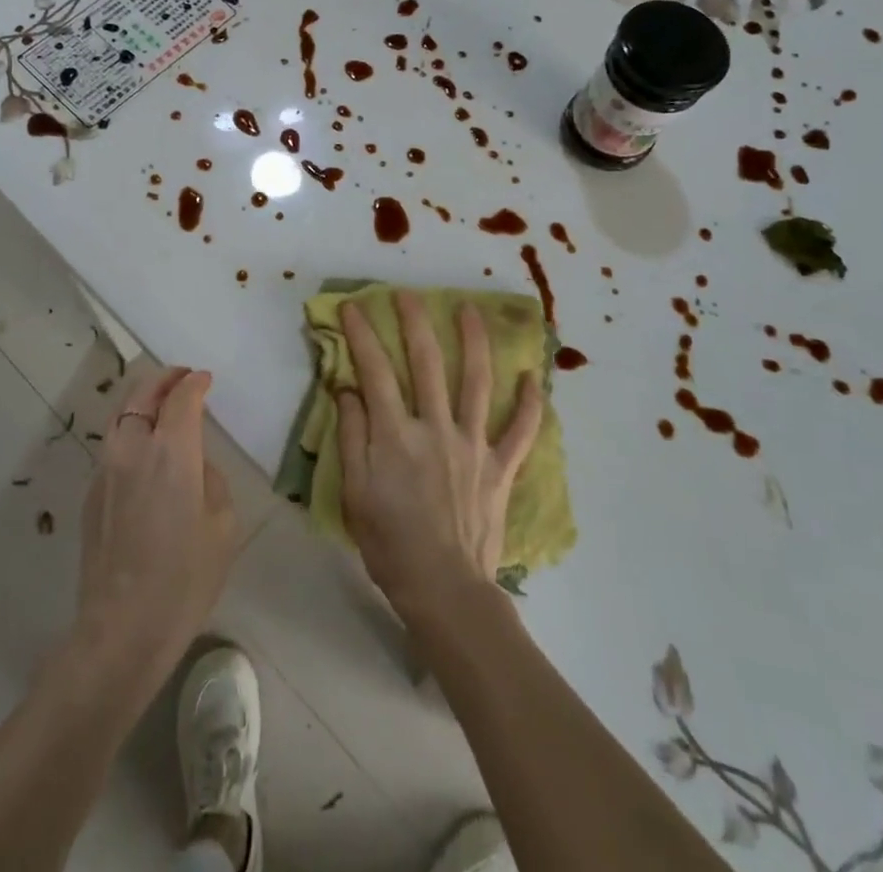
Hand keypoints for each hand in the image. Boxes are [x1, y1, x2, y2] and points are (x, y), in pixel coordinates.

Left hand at [74, 367, 237, 682]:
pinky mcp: (90, 494)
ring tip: (161, 406)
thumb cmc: (184, 577)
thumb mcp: (222, 524)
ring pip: (121, 416)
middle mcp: (133, 448)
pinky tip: (144, 451)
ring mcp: (105, 470)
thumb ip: (209, 479)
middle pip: (142, 394)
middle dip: (164, 379)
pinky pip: (113, 446)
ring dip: (142, 402)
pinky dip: (130, 432)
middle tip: (182, 378)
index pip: (181, 397)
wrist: (122, 628)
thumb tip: (193, 466)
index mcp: (171, 450)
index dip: (195, 383)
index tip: (205, 379)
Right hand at [335, 292, 544, 622]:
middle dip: (415, 323)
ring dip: (474, 342)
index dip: (362, 335)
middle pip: (426, 363)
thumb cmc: (390, 544)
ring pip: (476, 382)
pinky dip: (530, 404)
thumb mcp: (355, 493)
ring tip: (470, 309)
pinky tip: (535, 377)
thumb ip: (351, 436)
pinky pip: (521, 431)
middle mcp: (436, 428)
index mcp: (396, 435)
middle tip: (408, 293)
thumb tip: (348, 389)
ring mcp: (473, 445)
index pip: (375, 372)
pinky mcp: (500, 467)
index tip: (353, 307)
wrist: (444, 590)